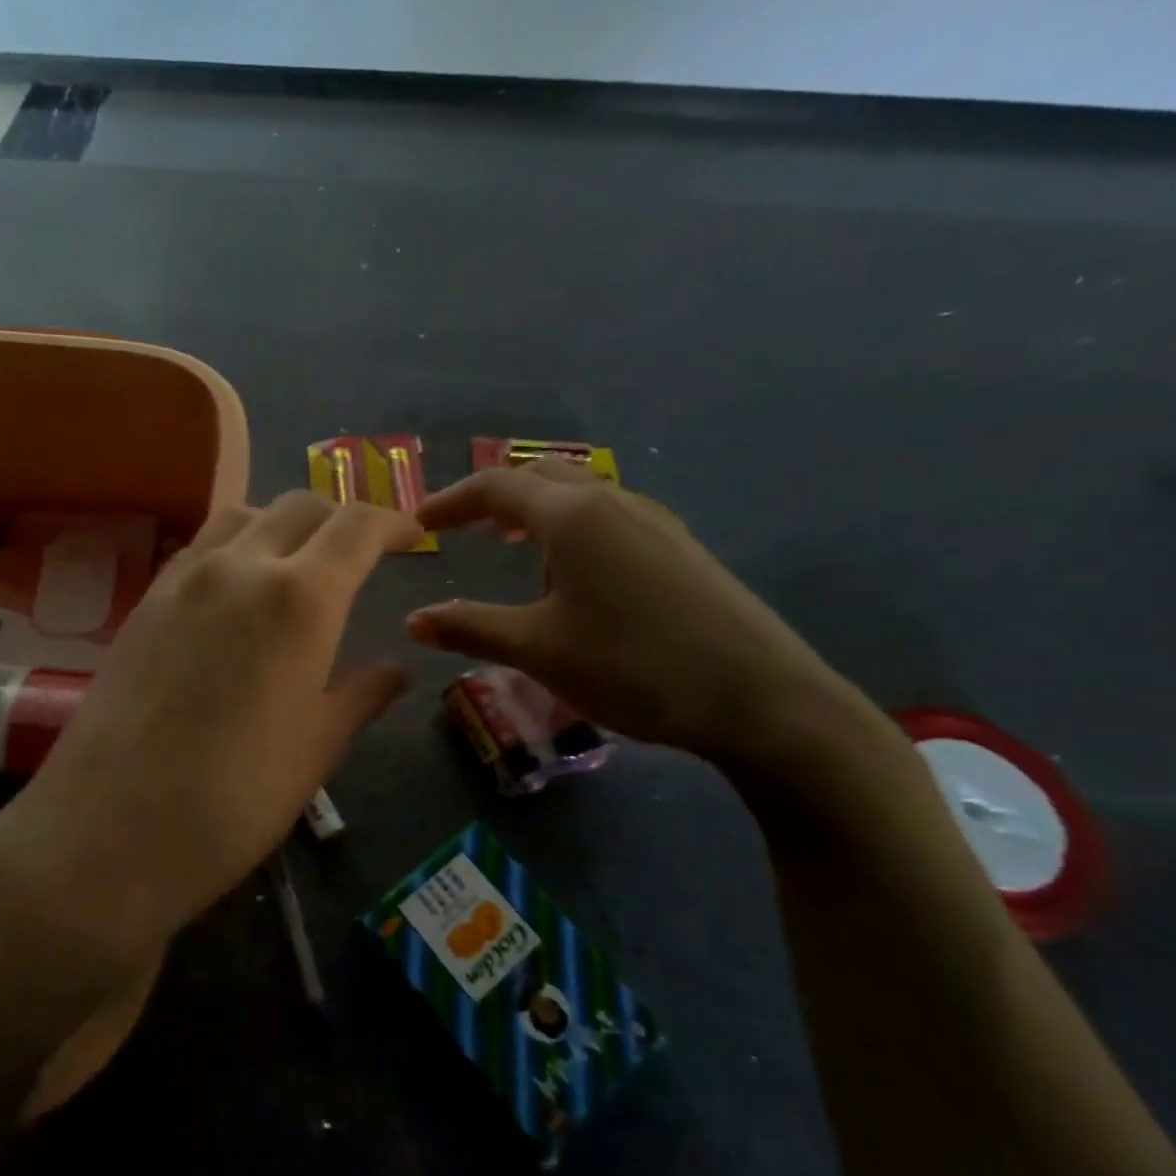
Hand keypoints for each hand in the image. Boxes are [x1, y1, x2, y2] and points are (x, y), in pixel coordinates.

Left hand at [0, 493, 421, 966]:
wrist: (106, 831)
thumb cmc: (232, 800)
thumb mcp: (315, 749)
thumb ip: (361, 695)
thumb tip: (396, 669)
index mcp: (300, 598)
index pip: (356, 526)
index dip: (391, 522)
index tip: (412, 537)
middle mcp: (239, 567)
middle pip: (299, 506)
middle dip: (339, 520)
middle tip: (358, 557)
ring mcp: (182, 579)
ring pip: (243, 516)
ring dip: (281, 525)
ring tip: (295, 566)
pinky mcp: (143, 602)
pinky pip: (199, 548)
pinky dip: (234, 548)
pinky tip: (235, 595)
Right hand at [406, 461, 853, 769]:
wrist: (762, 698)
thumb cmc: (634, 665)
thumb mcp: (539, 650)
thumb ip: (471, 627)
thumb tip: (414, 620)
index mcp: (573, 516)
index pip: (496, 487)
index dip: (451, 502)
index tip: (420, 523)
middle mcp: (614, 503)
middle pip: (541, 477)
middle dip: (495, 497)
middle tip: (464, 527)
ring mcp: (655, 522)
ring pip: (581, 495)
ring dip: (537, 510)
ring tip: (514, 547)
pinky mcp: (681, 549)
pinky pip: (610, 518)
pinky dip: (573, 528)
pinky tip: (577, 573)